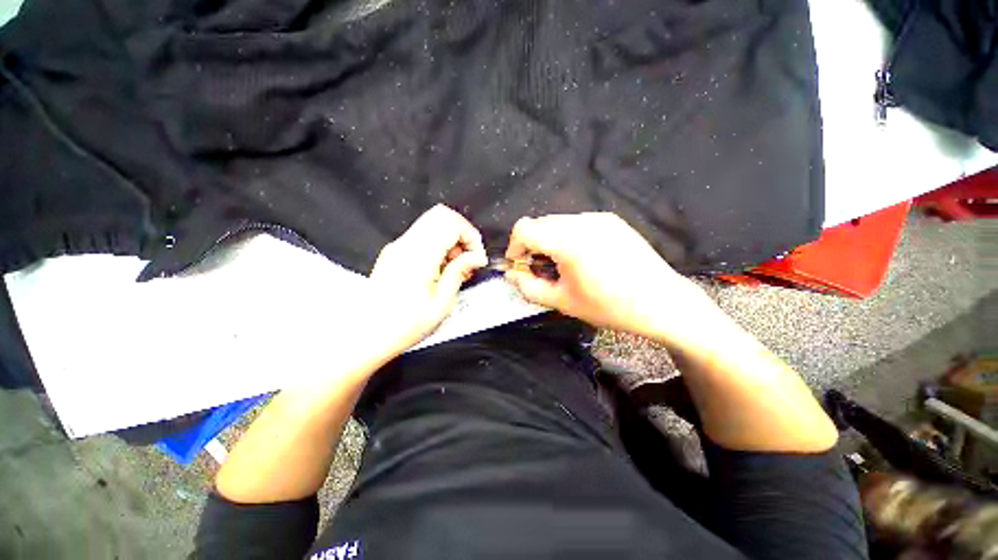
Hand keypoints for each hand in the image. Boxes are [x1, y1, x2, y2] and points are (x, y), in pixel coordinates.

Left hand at [367, 204, 487, 353]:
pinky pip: (423, 235)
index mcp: (418, 257)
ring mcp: (398, 246)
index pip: (450, 222)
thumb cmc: (401, 326)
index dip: (471, 236)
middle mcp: (405, 245)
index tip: (476, 258)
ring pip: (433, 222)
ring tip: (455, 267)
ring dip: (451, 239)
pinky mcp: (395, 251)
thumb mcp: (440, 304)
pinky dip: (439, 244)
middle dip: (462, 234)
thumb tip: (477, 257)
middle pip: (442, 215)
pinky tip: (441, 268)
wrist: (365, 335)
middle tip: (467, 259)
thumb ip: (459, 273)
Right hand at [504, 213, 717, 344]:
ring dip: (550, 240)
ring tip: (563, 264)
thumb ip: (530, 287)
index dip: (515, 246)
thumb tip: (512, 274)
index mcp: (568, 242)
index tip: (520, 264)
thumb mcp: (563, 302)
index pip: (524, 229)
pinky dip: (568, 236)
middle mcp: (582, 222)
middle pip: (540, 223)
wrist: (662, 302)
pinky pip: (577, 222)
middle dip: (532, 244)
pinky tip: (583, 257)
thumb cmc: (610, 307)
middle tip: (541, 268)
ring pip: (558, 221)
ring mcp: (599, 218)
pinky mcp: (611, 220)